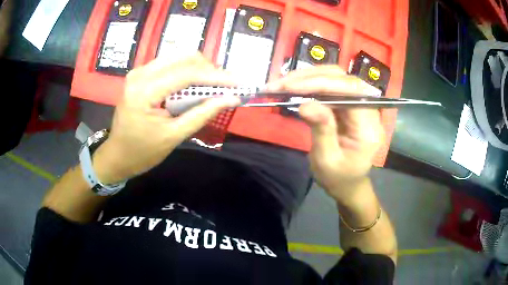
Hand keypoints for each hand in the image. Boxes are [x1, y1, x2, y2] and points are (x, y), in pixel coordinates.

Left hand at [93, 54, 240, 183]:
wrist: (117, 155)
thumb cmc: (142, 152)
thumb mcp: (174, 136)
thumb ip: (203, 114)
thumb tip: (231, 98)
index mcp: (144, 91)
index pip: (187, 74)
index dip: (216, 76)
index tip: (238, 83)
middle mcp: (140, 73)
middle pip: (183, 57)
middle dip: (209, 69)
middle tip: (225, 86)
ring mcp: (139, 71)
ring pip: (178, 57)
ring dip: (199, 69)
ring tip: (213, 86)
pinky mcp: (141, 74)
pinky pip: (169, 64)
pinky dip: (186, 71)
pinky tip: (194, 85)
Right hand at [266, 66, 383, 202]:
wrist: (348, 184)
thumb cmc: (338, 178)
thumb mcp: (327, 161)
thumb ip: (321, 131)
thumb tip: (305, 104)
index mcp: (368, 127)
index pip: (350, 91)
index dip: (321, 84)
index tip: (291, 87)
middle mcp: (367, 110)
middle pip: (342, 79)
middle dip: (309, 77)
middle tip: (279, 85)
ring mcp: (358, 105)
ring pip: (334, 77)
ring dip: (306, 78)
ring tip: (280, 85)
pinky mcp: (347, 104)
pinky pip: (329, 86)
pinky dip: (308, 84)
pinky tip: (292, 88)